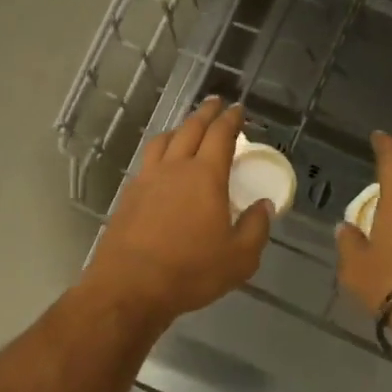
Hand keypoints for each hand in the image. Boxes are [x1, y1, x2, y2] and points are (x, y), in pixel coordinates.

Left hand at [80, 97, 273, 328]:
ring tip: (186, 128)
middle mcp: (174, 169)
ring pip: (163, 142)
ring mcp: (146, 180)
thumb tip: (263, 206)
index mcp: (205, 176)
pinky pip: (147, 162)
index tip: (238, 110)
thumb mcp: (239, 258)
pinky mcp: (128, 197)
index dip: (231, 120)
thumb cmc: (190, 272)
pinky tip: (161, 165)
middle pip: (190, 129)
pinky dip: (160, 152)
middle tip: (215, 104)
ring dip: (179, 129)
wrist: (130, 287)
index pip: (220, 136)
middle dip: (205, 114)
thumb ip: (256, 228)